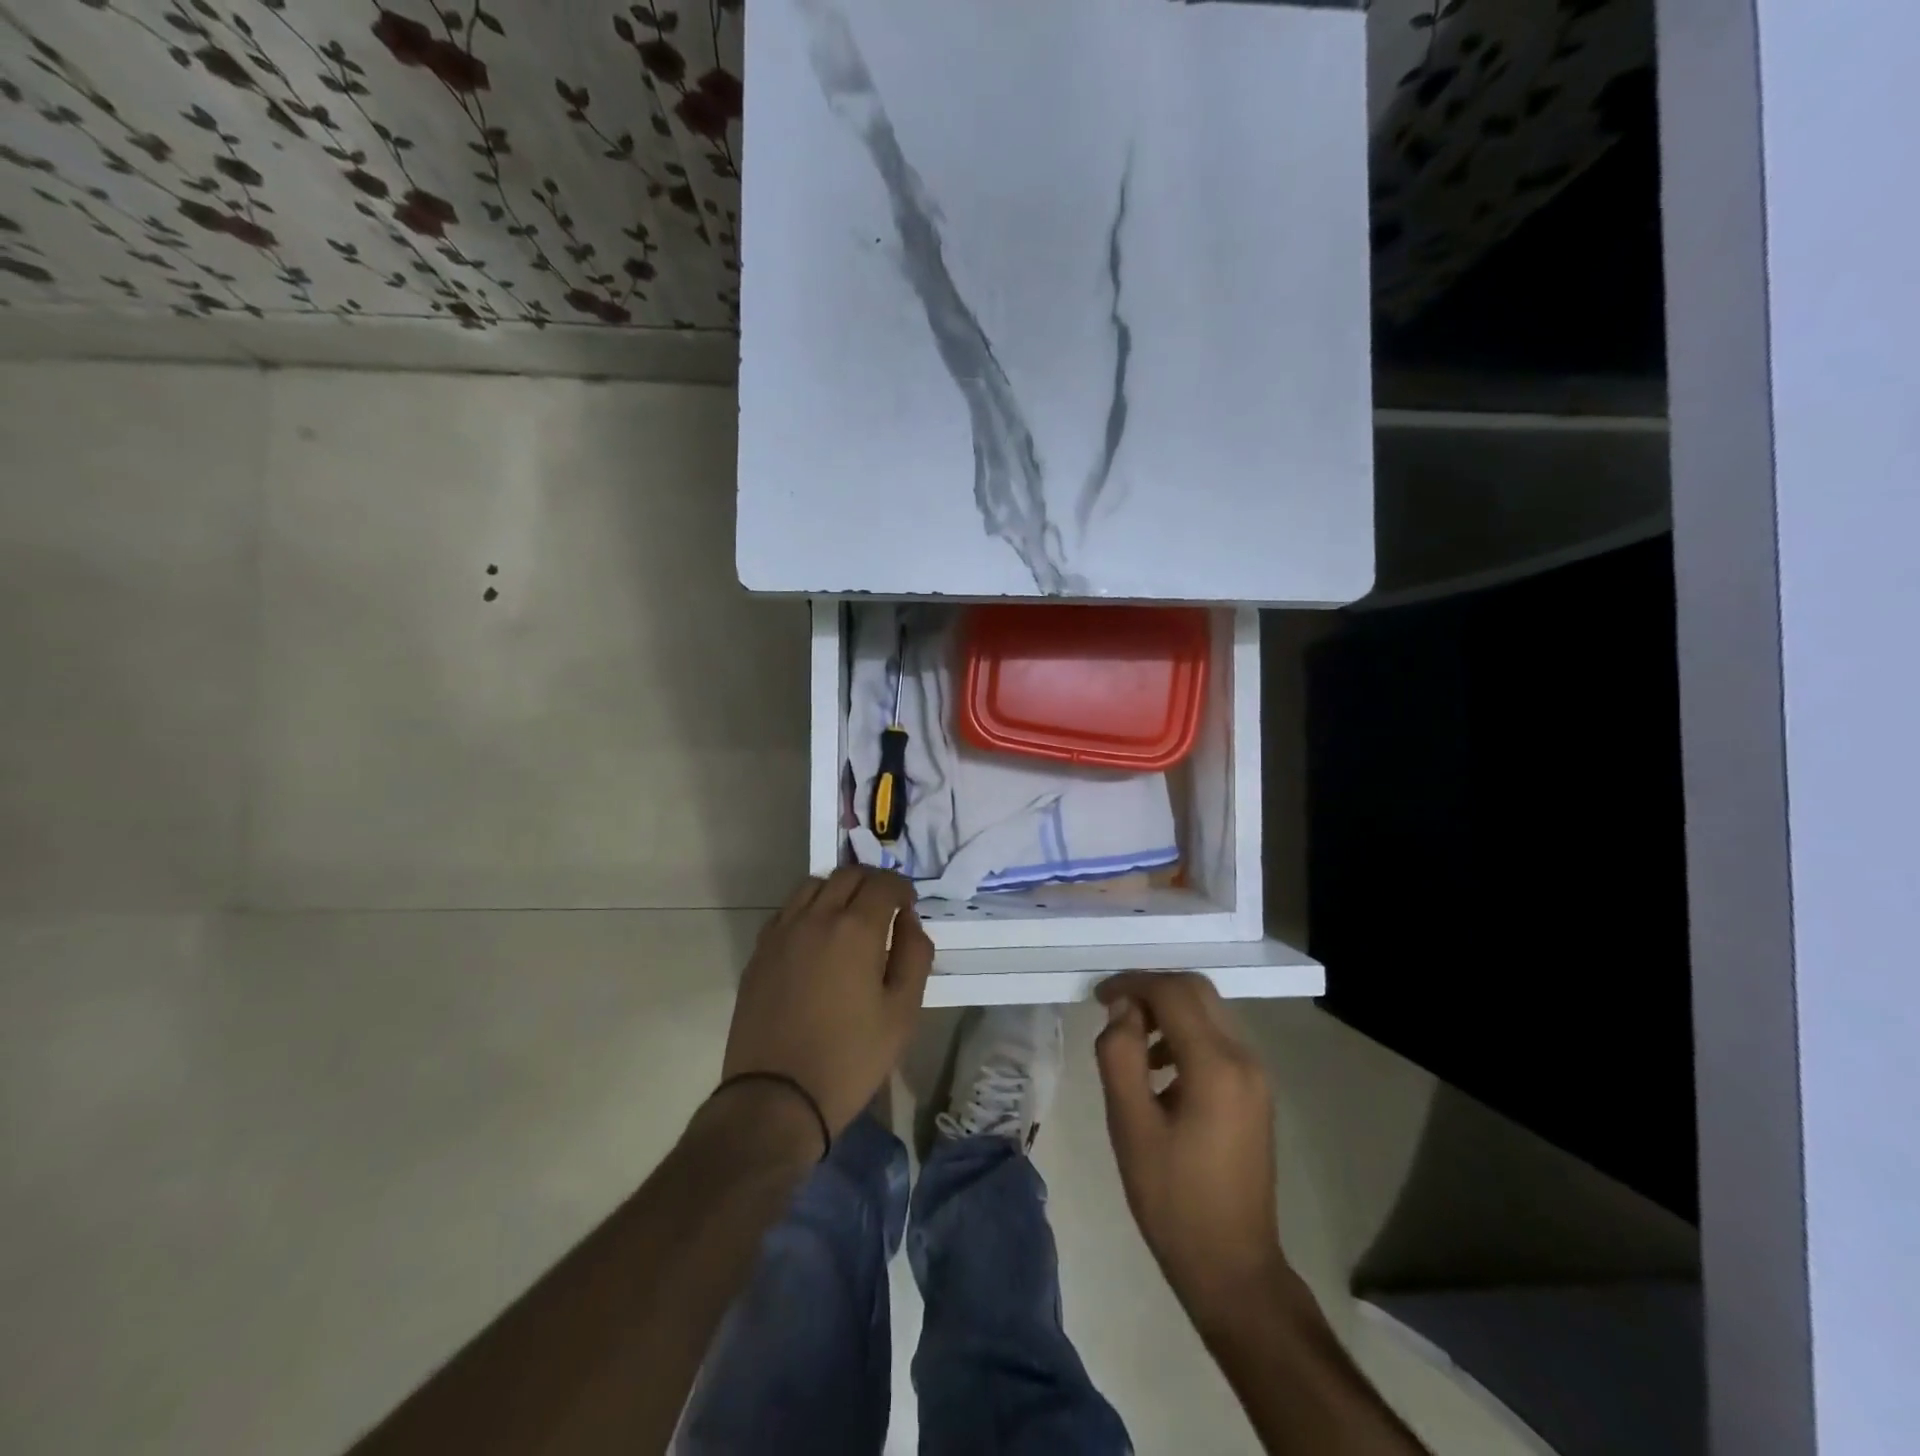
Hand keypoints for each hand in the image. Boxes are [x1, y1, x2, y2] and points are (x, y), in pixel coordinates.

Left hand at [721, 867, 933, 1142]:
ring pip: (812, 886)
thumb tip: (909, 922)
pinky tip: (815, 938)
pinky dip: (808, 909)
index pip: (884, 883)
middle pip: (847, 875)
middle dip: (872, 883)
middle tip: (884, 908)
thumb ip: (915, 957)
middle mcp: (816, 917)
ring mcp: (781, 932)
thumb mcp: (902, 1013)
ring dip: (837, 890)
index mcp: (856, 928)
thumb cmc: (850, 1058)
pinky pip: (787, 910)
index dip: (902, 888)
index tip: (909, 906)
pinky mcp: (759, 952)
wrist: (776, 1098)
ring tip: (849, 918)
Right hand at [1094, 972, 1286, 1318]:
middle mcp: (1244, 1058)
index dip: (1132, 983)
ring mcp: (1256, 1074)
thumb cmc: (1173, 1198)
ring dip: (1168, 1009)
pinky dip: (1185, 1033)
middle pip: (1197, 991)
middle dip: (1151, 988)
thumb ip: (1120, 1055)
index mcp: (1216, 1065)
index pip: (1173, 991)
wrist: (1233, 1267)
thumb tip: (1122, 1009)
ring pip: (1209, 1011)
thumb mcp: (1130, 1125)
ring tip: (1130, 1040)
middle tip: (1112, 1009)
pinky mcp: (1256, 1091)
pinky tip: (1159, 1069)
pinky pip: (1218, 1038)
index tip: (1097, 998)